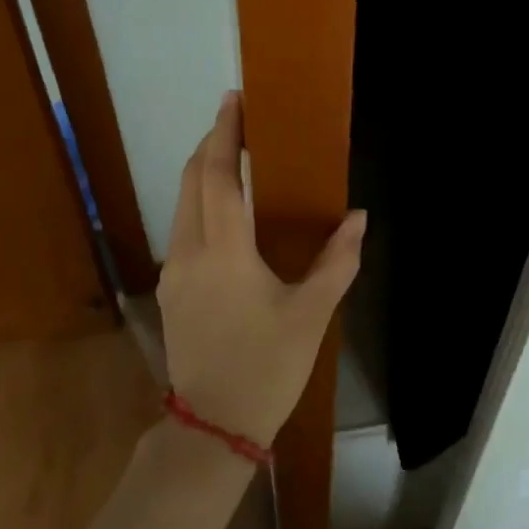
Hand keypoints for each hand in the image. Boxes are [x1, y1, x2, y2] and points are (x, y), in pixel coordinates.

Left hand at [155, 91, 365, 447]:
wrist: (212, 428)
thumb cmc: (267, 368)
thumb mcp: (311, 315)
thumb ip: (336, 261)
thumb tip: (357, 217)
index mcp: (224, 251)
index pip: (220, 175)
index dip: (226, 133)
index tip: (234, 99)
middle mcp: (190, 250)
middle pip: (192, 178)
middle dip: (212, 143)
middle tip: (238, 120)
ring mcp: (174, 270)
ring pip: (181, 201)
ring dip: (203, 171)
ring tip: (234, 155)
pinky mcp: (171, 288)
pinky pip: (182, 225)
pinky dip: (199, 199)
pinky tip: (223, 208)